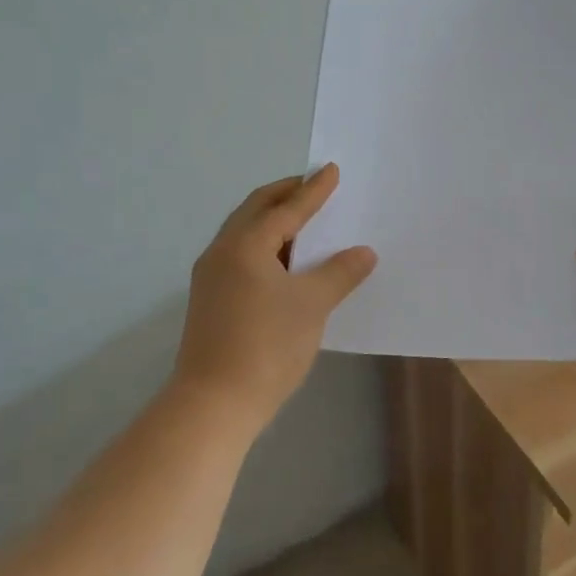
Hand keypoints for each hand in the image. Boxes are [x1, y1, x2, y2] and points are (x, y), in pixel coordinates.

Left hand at [174, 165, 376, 430]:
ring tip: (305, 220)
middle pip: (256, 210)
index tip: (332, 170)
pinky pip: (242, 256)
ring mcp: (212, 278)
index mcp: (245, 245)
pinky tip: (287, 261)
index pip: (286, 208)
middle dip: (286, 195)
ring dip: (275, 221)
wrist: (213, 405)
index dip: (313, 190)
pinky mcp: (211, 301)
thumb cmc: (266, 346)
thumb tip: (364, 252)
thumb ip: (340, 272)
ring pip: (246, 233)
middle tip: (314, 185)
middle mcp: (222, 252)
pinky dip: (267, 246)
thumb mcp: (312, 305)